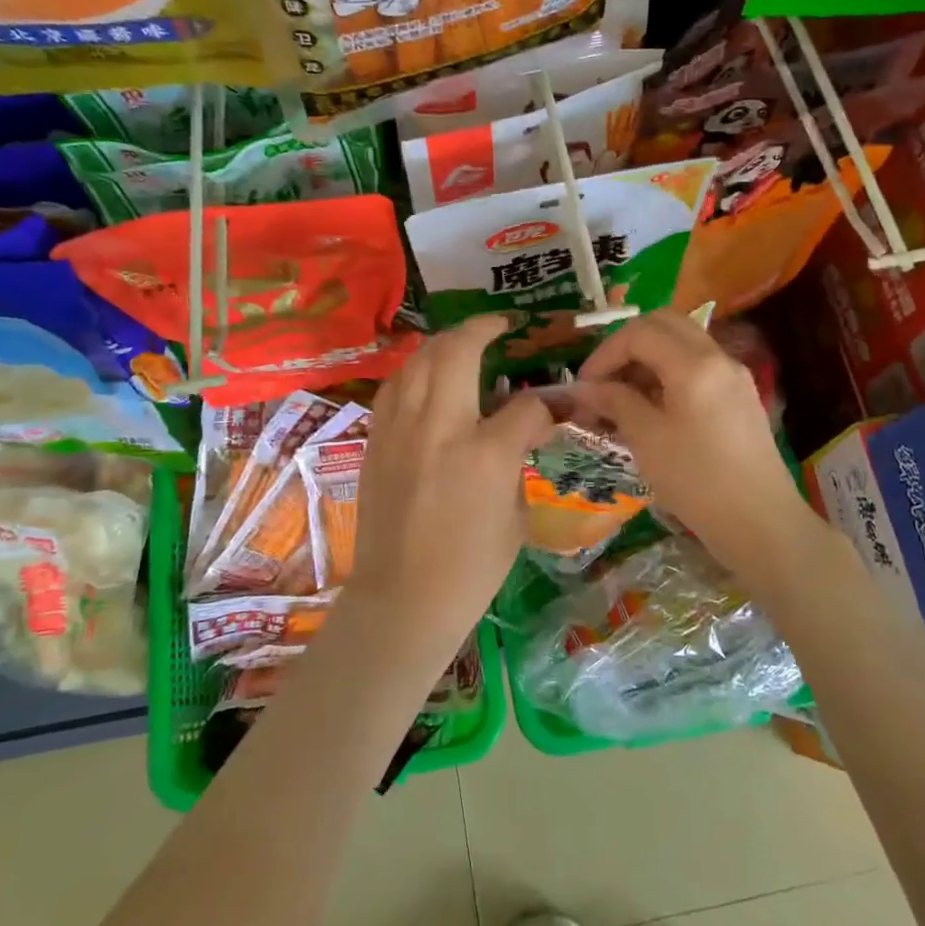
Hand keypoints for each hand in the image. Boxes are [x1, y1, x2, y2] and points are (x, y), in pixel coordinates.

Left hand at [346, 315, 553, 661]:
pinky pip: (395, 387)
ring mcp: (400, 429)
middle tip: (497, 326)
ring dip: (443, 343)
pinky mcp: (375, 440)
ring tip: (461, 344)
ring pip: (418, 359)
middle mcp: (439, 427)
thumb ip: (518, 460)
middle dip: (482, 328)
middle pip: (457, 350)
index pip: (525, 405)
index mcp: (485, 453)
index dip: (544, 404)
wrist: (402, 599)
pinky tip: (426, 379)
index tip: (549, 408)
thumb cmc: (470, 568)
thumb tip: (521, 430)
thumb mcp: (515, 516)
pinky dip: (415, 372)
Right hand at [574, 310, 818, 591]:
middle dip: (627, 345)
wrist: (762, 524)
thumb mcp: (647, 440)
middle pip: (665, 324)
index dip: (605, 353)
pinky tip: (652, 410)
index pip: (640, 333)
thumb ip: (615, 402)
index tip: (584, 386)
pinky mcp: (740, 398)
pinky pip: (698, 367)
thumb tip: (586, 388)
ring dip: (648, 359)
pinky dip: (669, 375)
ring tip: (622, 398)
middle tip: (604, 379)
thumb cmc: (698, 481)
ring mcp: (734, 376)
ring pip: (683, 343)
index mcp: (694, 364)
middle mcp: (718, 358)